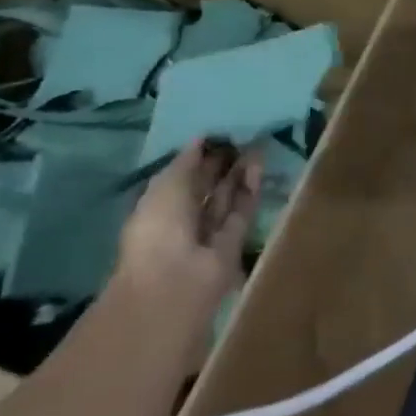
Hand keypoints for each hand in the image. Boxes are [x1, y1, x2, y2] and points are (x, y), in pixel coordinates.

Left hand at [114, 139, 261, 333]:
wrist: (175, 281)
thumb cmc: (159, 229)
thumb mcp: (166, 186)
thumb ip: (186, 161)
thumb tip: (200, 138)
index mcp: (157, 209)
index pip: (180, 179)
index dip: (197, 157)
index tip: (216, 134)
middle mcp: (183, 221)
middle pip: (205, 188)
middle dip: (220, 164)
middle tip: (240, 136)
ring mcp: (209, 233)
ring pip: (227, 197)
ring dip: (239, 173)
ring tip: (254, 144)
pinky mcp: (235, 242)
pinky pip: (243, 209)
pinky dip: (250, 187)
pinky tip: (258, 164)